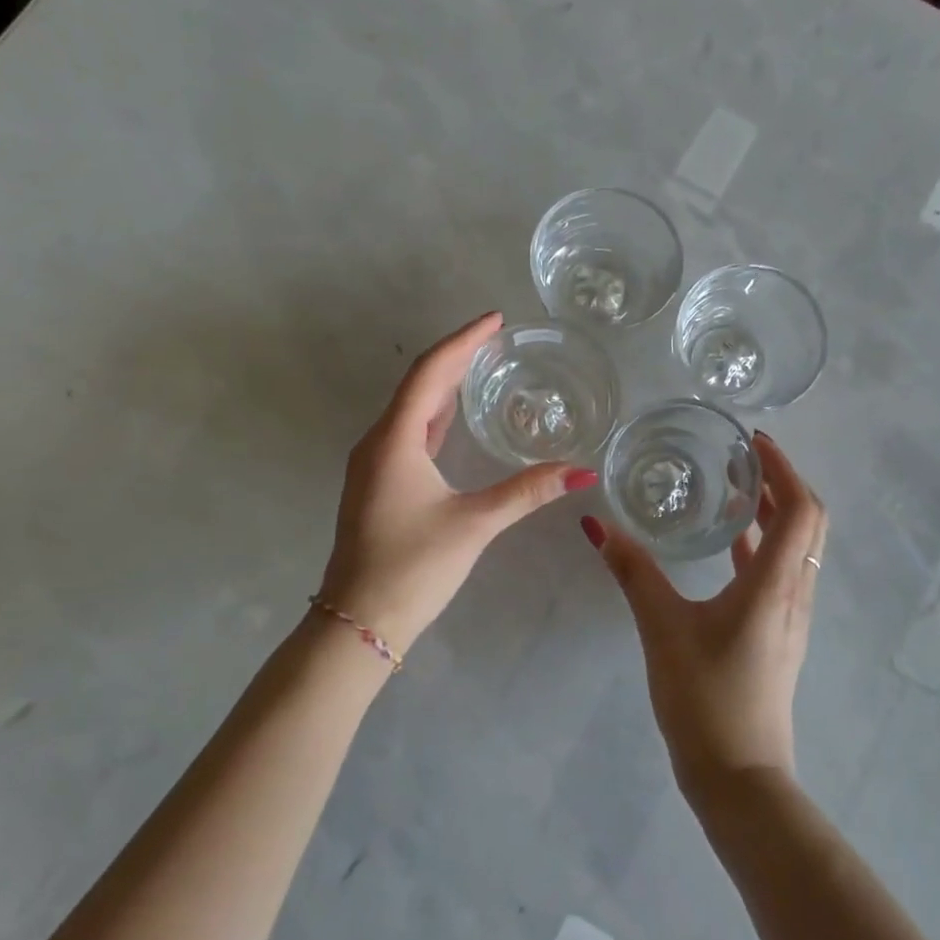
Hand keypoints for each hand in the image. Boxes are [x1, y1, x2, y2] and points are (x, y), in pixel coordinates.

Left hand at [319, 313, 595, 657]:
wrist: (357, 621)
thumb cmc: (413, 567)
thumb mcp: (475, 524)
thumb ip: (528, 492)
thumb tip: (582, 471)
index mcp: (395, 440)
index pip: (431, 372)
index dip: (463, 340)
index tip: (495, 319)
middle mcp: (378, 442)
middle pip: (419, 384)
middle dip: (456, 356)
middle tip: (495, 337)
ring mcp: (373, 464)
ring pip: (411, 408)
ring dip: (444, 384)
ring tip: (480, 365)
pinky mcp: (377, 484)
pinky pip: (407, 432)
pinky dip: (434, 415)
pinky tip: (454, 418)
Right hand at [582, 433, 827, 805]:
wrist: (738, 776)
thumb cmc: (704, 697)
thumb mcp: (662, 628)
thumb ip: (632, 572)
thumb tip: (597, 525)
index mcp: (776, 583)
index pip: (801, 508)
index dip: (784, 468)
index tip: (753, 441)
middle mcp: (795, 592)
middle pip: (809, 522)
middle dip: (782, 481)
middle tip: (742, 456)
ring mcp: (791, 615)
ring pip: (798, 546)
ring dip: (775, 510)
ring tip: (734, 486)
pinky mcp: (778, 633)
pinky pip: (781, 570)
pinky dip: (763, 543)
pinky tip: (729, 541)